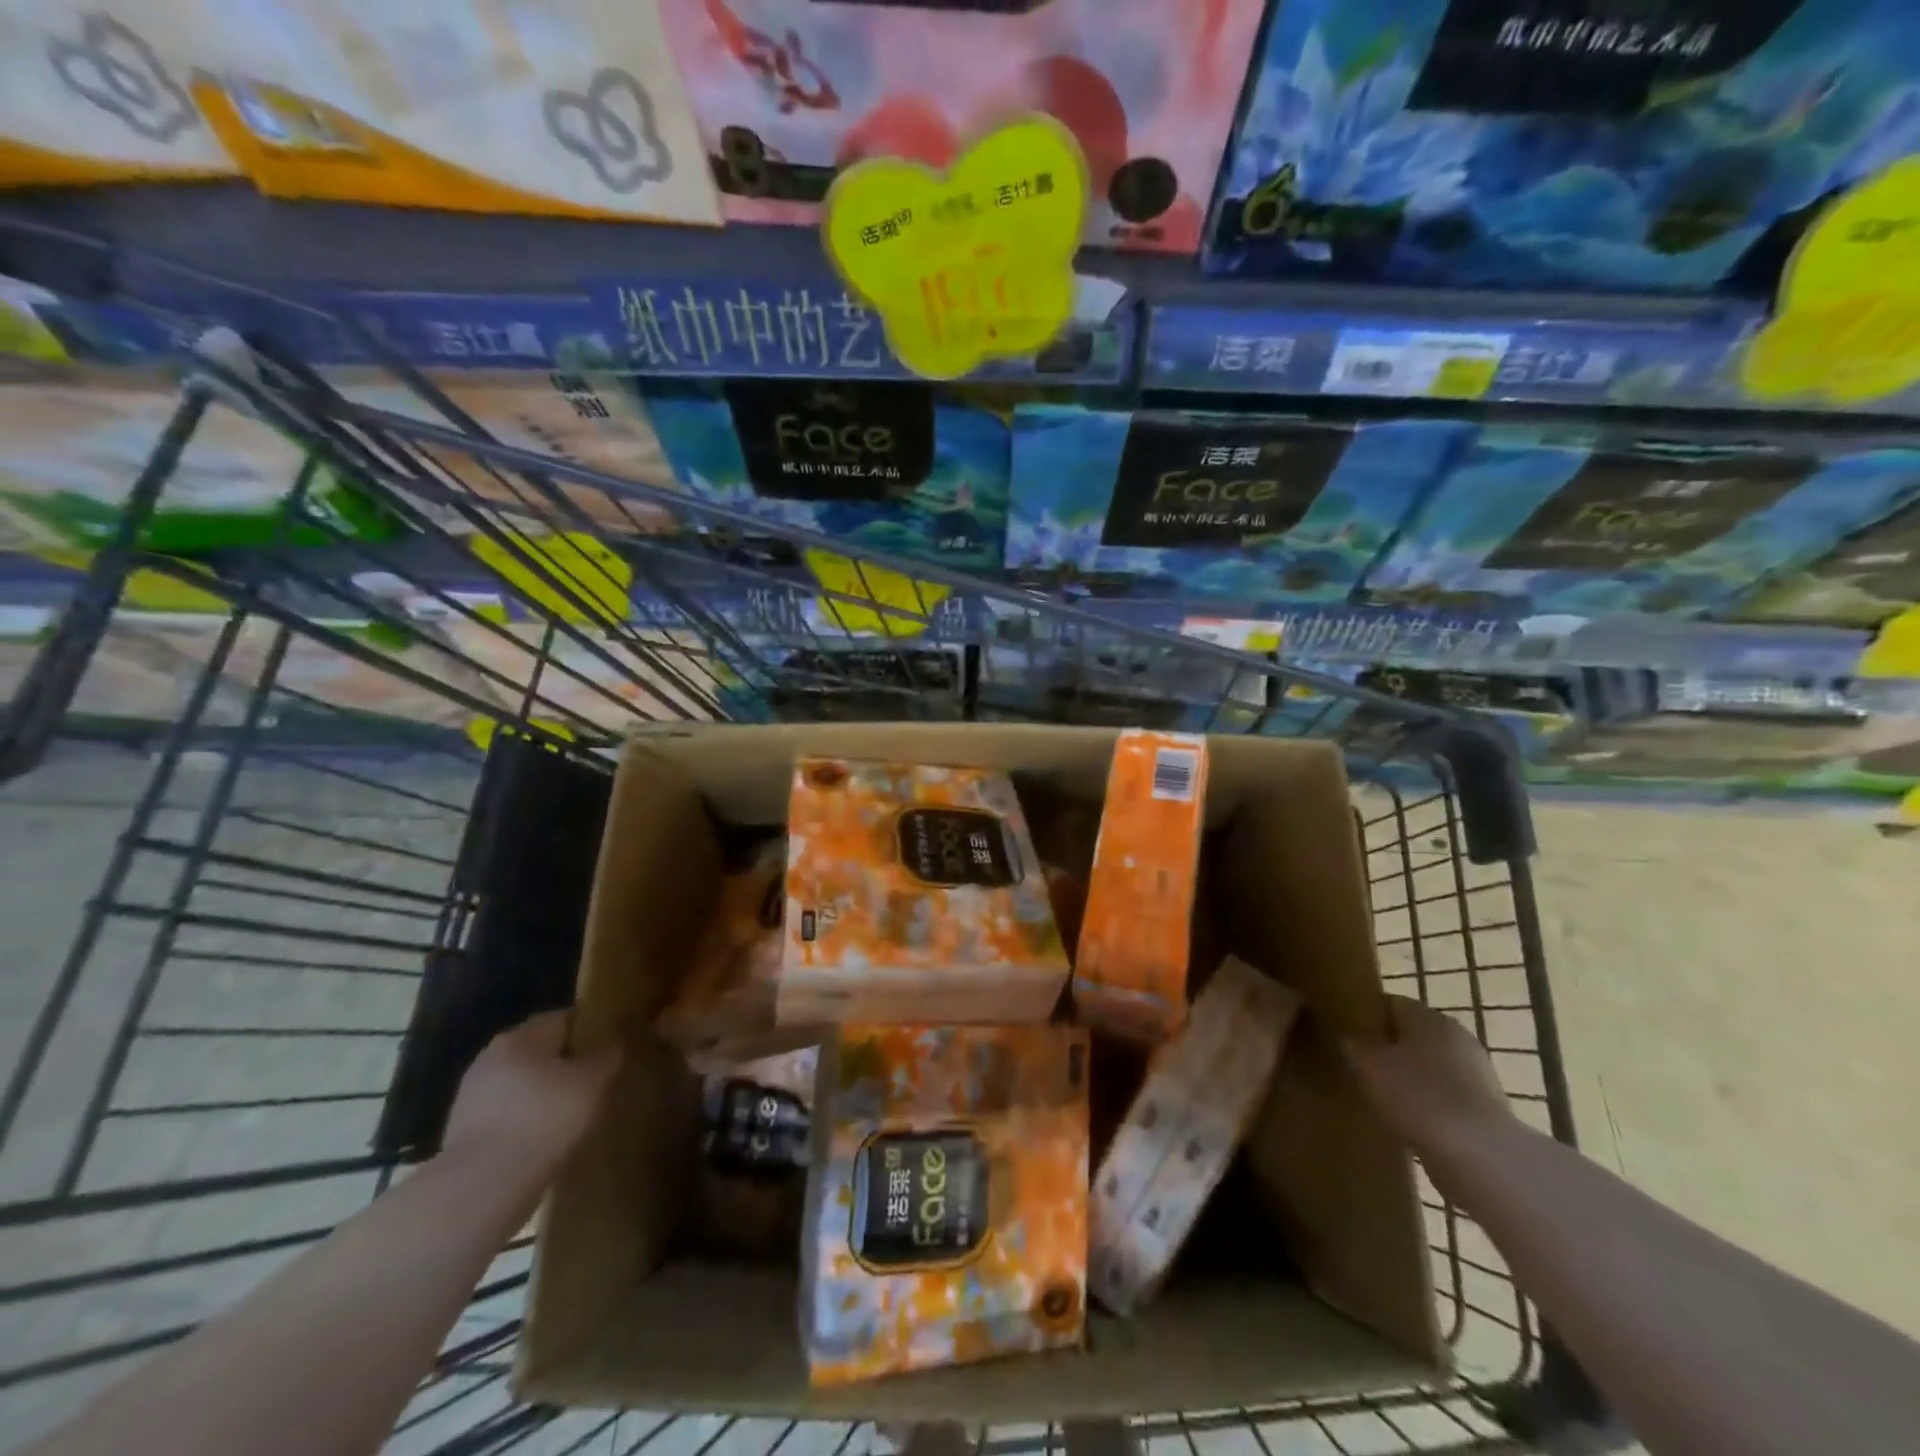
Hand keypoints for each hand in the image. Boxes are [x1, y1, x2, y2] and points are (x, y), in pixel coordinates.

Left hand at [442, 1011, 621, 1187]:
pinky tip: (540, 1142)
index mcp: (521, 1036)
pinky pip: (504, 1115)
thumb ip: (607, 1056)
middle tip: (590, 1086)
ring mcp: (470, 1095)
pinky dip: (522, 1122)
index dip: (589, 1033)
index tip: (607, 1054)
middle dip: (562, 1065)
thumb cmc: (545, 1119)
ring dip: (540, 1096)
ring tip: (567, 1119)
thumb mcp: (594, 1082)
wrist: (482, 1187)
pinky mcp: (460, 1132)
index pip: (563, 1019)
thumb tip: (611, 1044)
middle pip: (538, 1052)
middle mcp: (490, 1056)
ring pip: (519, 1085)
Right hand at [1339, 996, 1515, 1155]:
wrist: (1481, 1157)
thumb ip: (1351, 1044)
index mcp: (1427, 1015)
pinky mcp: (1487, 1106)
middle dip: (1386, 1047)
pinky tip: (1408, 1118)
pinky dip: (1427, 1101)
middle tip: (1357, 1064)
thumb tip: (1345, 1035)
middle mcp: (1455, 1034)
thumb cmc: (1418, 1097)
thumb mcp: (1367, 1066)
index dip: (1363, 1016)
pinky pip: (1445, 1093)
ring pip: (1429, 1064)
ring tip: (1379, 1094)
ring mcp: (1477, 1071)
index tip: (1342, 1033)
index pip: (1387, 1002)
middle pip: (1411, 1033)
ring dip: (1408, 1076)